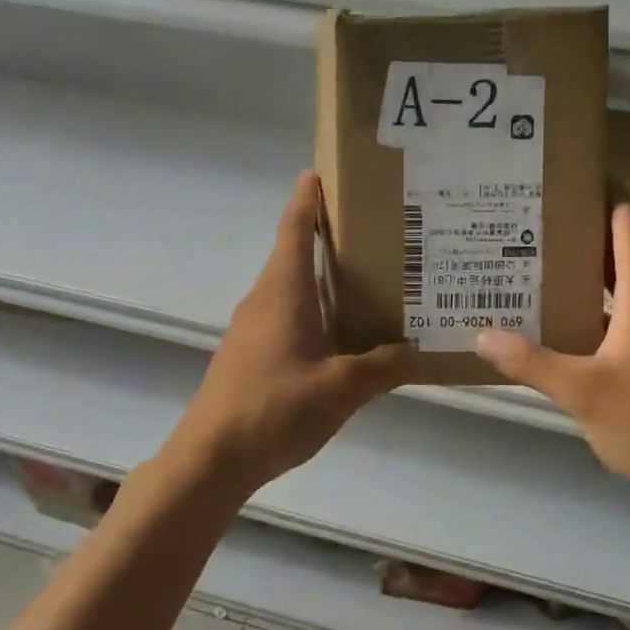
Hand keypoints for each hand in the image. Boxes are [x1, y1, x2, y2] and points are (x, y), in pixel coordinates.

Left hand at [167, 171, 416, 494]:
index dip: (308, 197)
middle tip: (379, 230)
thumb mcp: (341, 388)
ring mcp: (253, 327)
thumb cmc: (275, 408)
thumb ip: (383, 366)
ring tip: (373, 278)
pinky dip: (316, 311)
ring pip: (294, 288)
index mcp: (283, 290)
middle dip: (331, 236)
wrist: (212, 458)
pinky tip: (345, 334)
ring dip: (325, 278)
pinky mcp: (251, 354)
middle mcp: (265, 298)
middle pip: (296, 253)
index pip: (295, 227)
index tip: (325, 171)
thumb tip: (417, 349)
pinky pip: (289, 317)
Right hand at [476, 199, 629, 501]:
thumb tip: (481, 333)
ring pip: (618, 286)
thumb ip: (532, 362)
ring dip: (585, 269)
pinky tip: (557, 317)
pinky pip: (617, 315)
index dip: (608, 198)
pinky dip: (589, 304)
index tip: (574, 175)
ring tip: (537, 258)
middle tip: (535, 216)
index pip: (629, 232)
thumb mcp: (582, 392)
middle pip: (622, 254)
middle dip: (584, 230)